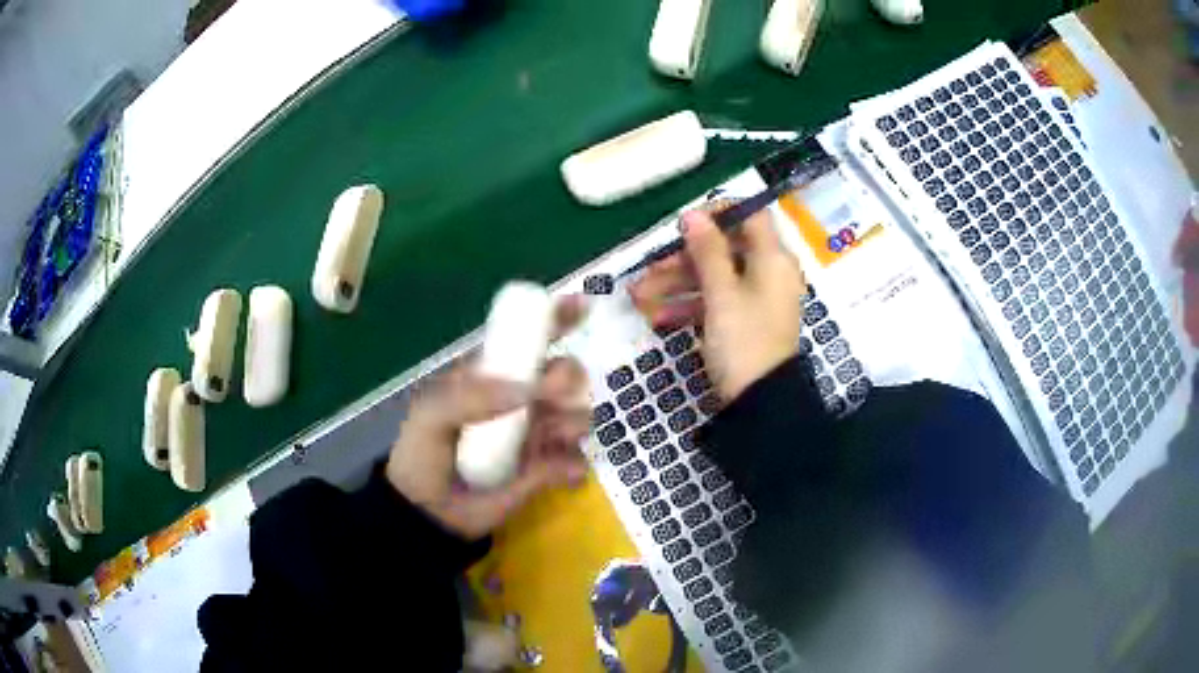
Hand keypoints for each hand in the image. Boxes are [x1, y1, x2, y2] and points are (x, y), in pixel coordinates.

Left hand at [386, 300, 591, 539]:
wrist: (427, 514)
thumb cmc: (423, 455)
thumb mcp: (432, 416)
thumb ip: (469, 396)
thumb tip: (525, 390)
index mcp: (493, 377)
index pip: (528, 340)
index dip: (556, 319)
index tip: (580, 307)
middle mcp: (521, 400)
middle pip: (565, 373)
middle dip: (567, 378)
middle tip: (551, 397)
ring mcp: (537, 435)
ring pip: (578, 413)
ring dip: (573, 421)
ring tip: (549, 440)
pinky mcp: (548, 470)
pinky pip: (576, 458)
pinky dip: (573, 463)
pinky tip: (560, 473)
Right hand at [630, 208, 804, 400]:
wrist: (761, 404)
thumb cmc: (744, 341)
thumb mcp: (722, 294)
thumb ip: (707, 252)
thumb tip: (693, 215)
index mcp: (772, 259)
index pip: (751, 216)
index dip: (719, 213)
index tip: (685, 224)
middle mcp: (768, 274)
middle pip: (724, 250)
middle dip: (682, 259)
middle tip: (648, 270)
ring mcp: (756, 300)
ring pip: (714, 279)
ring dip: (676, 285)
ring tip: (638, 297)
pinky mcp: (745, 323)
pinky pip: (716, 303)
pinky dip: (689, 306)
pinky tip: (658, 318)